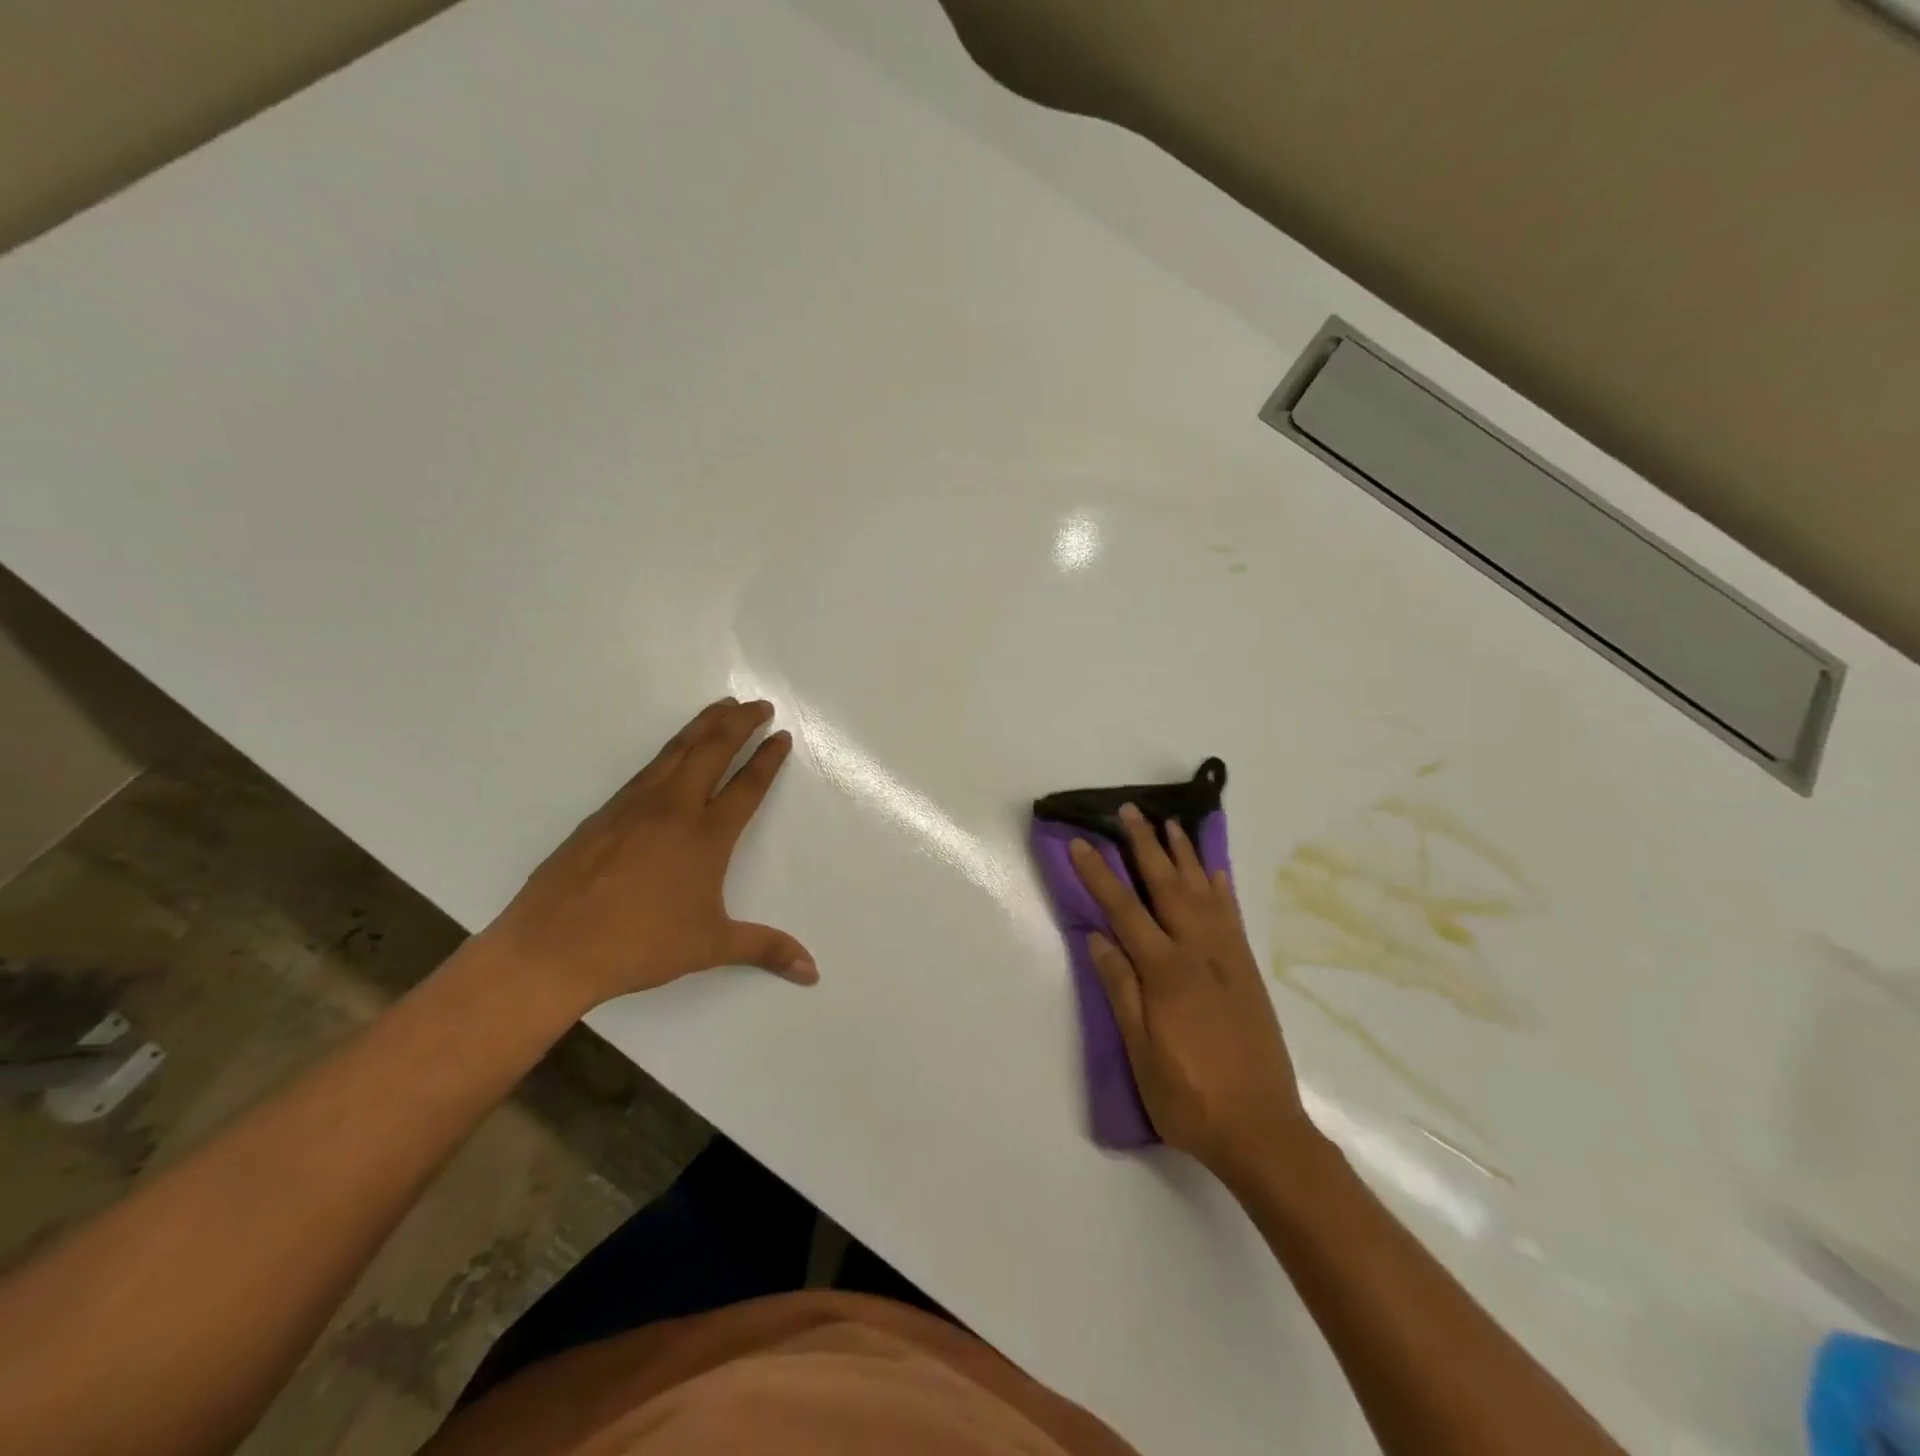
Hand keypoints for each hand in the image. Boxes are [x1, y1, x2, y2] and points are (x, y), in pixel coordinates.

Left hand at [482, 698, 815, 1008]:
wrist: (551, 948)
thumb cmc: (639, 946)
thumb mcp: (710, 947)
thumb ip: (766, 948)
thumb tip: (813, 971)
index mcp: (706, 836)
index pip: (746, 786)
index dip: (767, 758)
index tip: (781, 736)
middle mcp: (673, 809)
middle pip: (712, 751)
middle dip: (740, 723)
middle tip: (759, 705)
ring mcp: (635, 806)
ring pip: (676, 751)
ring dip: (704, 725)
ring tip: (722, 707)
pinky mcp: (605, 813)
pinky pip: (648, 767)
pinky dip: (671, 748)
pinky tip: (673, 750)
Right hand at [1069, 805, 1314, 1180]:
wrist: (1263, 1130)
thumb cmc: (1190, 1097)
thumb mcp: (1141, 1052)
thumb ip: (1121, 990)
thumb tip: (1098, 939)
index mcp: (1166, 973)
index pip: (1124, 911)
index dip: (1099, 875)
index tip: (1081, 843)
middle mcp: (1199, 953)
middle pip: (1167, 886)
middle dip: (1145, 846)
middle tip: (1130, 811)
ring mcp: (1228, 958)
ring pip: (1203, 892)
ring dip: (1184, 855)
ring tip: (1171, 824)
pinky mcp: (1248, 970)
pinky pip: (1232, 915)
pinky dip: (1221, 887)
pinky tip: (1214, 870)